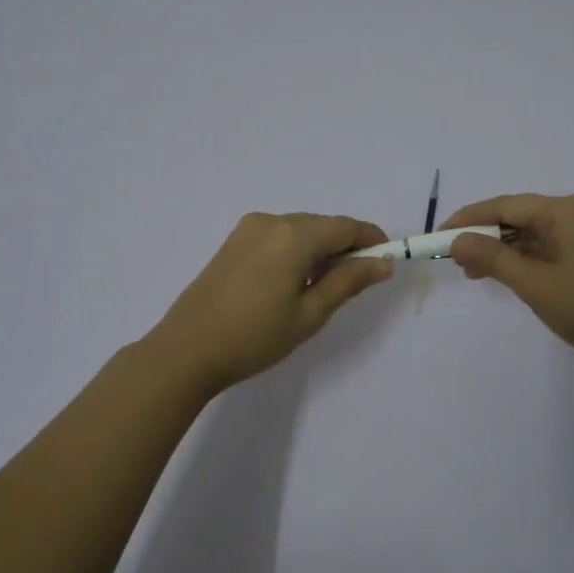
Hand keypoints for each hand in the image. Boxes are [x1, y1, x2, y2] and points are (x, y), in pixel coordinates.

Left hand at [146, 213, 392, 394]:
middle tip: (357, 283)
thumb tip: (383, 263)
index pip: (346, 227)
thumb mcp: (310, 314)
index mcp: (294, 235)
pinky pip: (278, 237)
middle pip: (322, 226)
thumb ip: (348, 282)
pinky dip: (296, 252)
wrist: (186, 351)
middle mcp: (271, 221)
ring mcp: (248, 229)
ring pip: (300, 231)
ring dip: (320, 250)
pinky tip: (293, 283)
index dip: (372, 241)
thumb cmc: (255, 336)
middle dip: (345, 247)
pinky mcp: (233, 242)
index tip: (387, 262)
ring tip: (323, 289)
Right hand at [443, 193, 573, 375]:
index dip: (469, 219)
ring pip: (534, 232)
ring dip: (504, 249)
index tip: (439, 236)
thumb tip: (456, 241)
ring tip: (475, 273)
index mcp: (567, 211)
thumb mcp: (536, 285)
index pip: (506, 205)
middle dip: (485, 236)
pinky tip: (508, 275)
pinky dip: (526, 258)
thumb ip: (494, 260)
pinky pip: (550, 245)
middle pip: (520, 216)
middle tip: (455, 260)